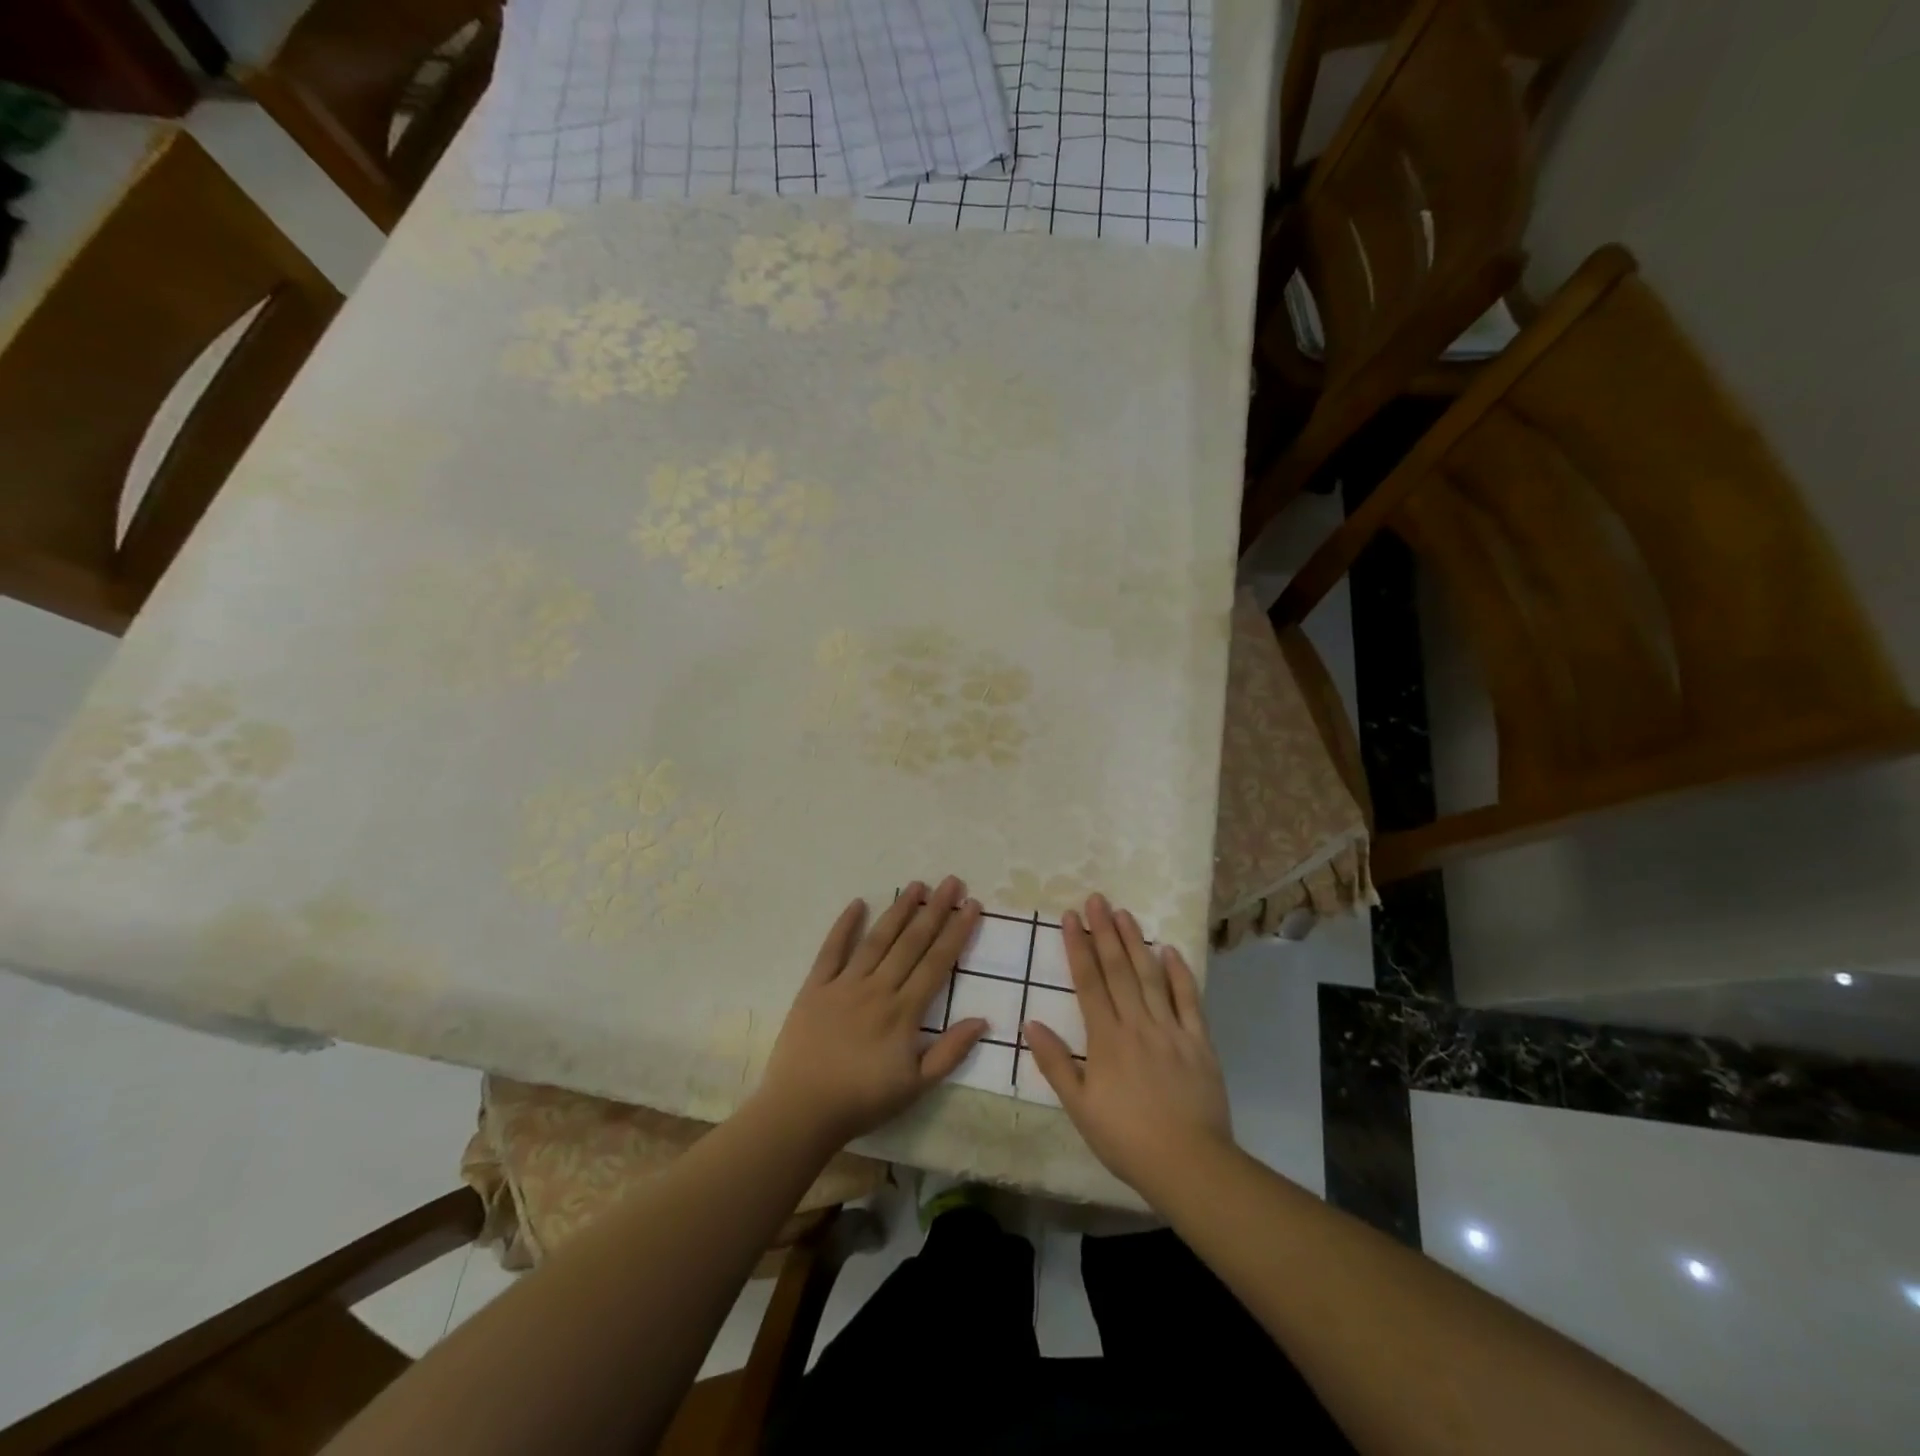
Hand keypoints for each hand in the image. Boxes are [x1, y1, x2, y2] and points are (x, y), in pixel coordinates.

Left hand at [759, 877, 986, 1148]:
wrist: (801, 1111)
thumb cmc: (862, 1101)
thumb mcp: (916, 1086)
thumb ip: (950, 1051)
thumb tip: (983, 1020)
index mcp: (903, 1011)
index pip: (937, 962)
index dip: (957, 932)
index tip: (971, 905)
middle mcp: (877, 988)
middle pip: (911, 942)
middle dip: (935, 910)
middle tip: (951, 882)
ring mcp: (844, 984)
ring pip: (877, 939)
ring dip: (898, 910)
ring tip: (917, 886)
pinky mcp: (815, 987)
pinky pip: (831, 950)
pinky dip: (844, 926)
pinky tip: (857, 903)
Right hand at [1025, 893, 1233, 1203]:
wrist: (1188, 1163)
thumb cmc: (1126, 1138)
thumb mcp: (1079, 1107)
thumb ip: (1055, 1063)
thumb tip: (1030, 1023)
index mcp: (1106, 1038)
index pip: (1088, 982)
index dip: (1078, 947)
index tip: (1070, 917)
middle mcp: (1137, 1024)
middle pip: (1119, 969)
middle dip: (1104, 932)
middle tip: (1096, 899)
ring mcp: (1171, 1029)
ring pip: (1151, 976)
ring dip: (1136, 942)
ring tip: (1124, 914)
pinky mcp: (1199, 1041)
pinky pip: (1189, 999)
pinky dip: (1179, 973)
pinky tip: (1170, 950)